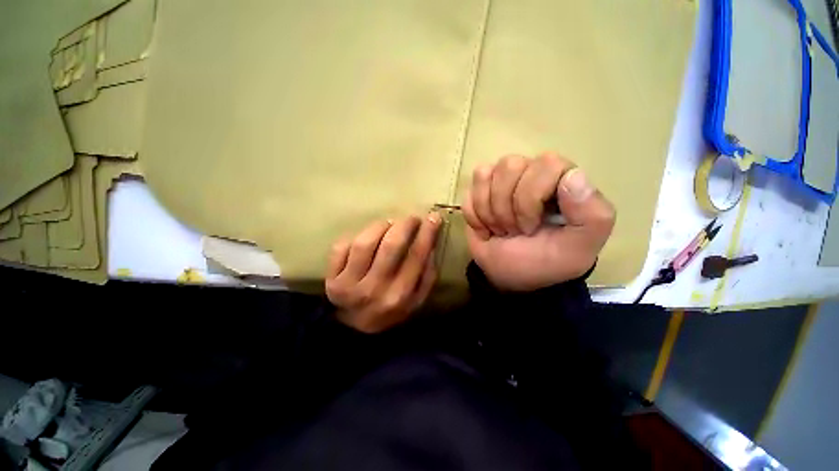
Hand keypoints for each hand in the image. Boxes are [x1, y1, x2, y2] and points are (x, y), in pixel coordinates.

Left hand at [325, 214, 441, 332]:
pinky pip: (341, 247)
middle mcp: (375, 289)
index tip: (433, 216)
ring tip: (388, 224)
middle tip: (411, 218)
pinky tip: (365, 238)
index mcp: (400, 295)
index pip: (416, 256)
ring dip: (379, 226)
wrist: (355, 328)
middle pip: (391, 246)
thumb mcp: (416, 299)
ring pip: (364, 243)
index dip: (427, 233)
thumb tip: (430, 245)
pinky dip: (354, 236)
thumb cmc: (390, 309)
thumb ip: (427, 275)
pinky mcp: (331, 279)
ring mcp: (350, 284)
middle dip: (404, 225)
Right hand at [463, 153, 615, 290]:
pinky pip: (468, 192)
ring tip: (500, 229)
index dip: (530, 198)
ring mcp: (501, 181)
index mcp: (561, 180)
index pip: (545, 164)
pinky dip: (474, 217)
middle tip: (514, 231)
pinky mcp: (479, 192)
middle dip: (506, 208)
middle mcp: (531, 173)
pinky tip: (486, 228)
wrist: (509, 277)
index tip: (531, 227)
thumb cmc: (544, 262)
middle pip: (509, 166)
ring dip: (488, 212)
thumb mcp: (578, 248)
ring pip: (484, 174)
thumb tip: (573, 176)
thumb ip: (592, 215)